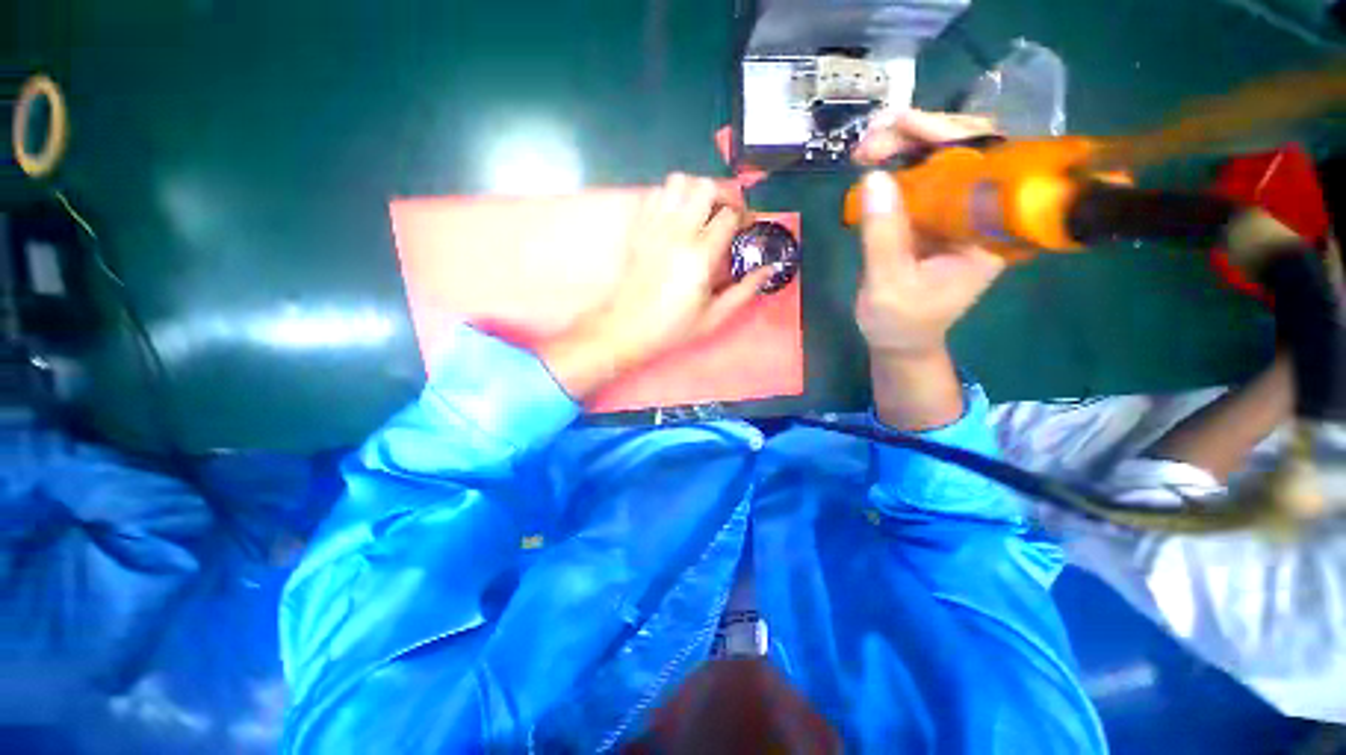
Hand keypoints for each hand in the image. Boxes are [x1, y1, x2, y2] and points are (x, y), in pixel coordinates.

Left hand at [540, 173, 772, 399]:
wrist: (628, 328)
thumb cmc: (673, 327)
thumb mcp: (715, 316)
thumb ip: (745, 290)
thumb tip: (769, 269)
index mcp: (700, 256)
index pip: (729, 215)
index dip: (744, 218)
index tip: (746, 229)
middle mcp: (678, 233)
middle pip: (706, 187)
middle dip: (723, 196)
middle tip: (726, 216)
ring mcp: (655, 227)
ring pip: (678, 181)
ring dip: (695, 191)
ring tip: (701, 213)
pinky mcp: (639, 229)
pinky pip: (655, 194)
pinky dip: (670, 197)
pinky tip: (676, 218)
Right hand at [852, 110, 1005, 356]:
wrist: (899, 341)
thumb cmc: (901, 323)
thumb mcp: (888, 286)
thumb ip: (883, 236)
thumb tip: (872, 178)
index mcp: (990, 232)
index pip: (989, 163)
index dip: (950, 135)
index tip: (904, 125)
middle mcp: (982, 212)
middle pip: (967, 150)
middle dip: (920, 134)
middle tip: (871, 138)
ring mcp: (957, 211)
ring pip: (943, 158)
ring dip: (903, 145)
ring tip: (864, 149)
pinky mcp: (934, 215)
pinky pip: (920, 178)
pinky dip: (894, 165)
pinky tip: (870, 164)